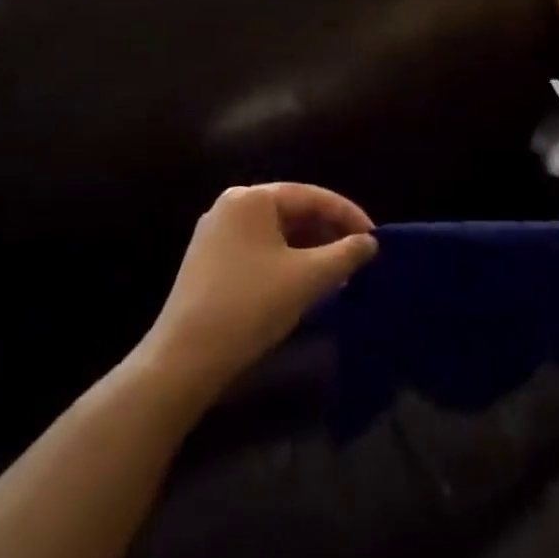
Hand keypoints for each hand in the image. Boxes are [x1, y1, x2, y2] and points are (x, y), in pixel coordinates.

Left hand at [140, 184, 377, 398]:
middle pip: (294, 211)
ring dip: (311, 249)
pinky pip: (260, 250)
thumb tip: (369, 242)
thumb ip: (346, 254)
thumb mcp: (308, 278)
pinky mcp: (209, 262)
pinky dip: (287, 261)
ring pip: (278, 233)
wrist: (184, 361)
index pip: (312, 196)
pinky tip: (305, 283)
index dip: (349, 215)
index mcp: (252, 198)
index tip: (375, 238)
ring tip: (337, 272)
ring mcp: (216, 235)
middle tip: (358, 256)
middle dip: (329, 233)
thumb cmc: (250, 306)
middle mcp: (231, 207)